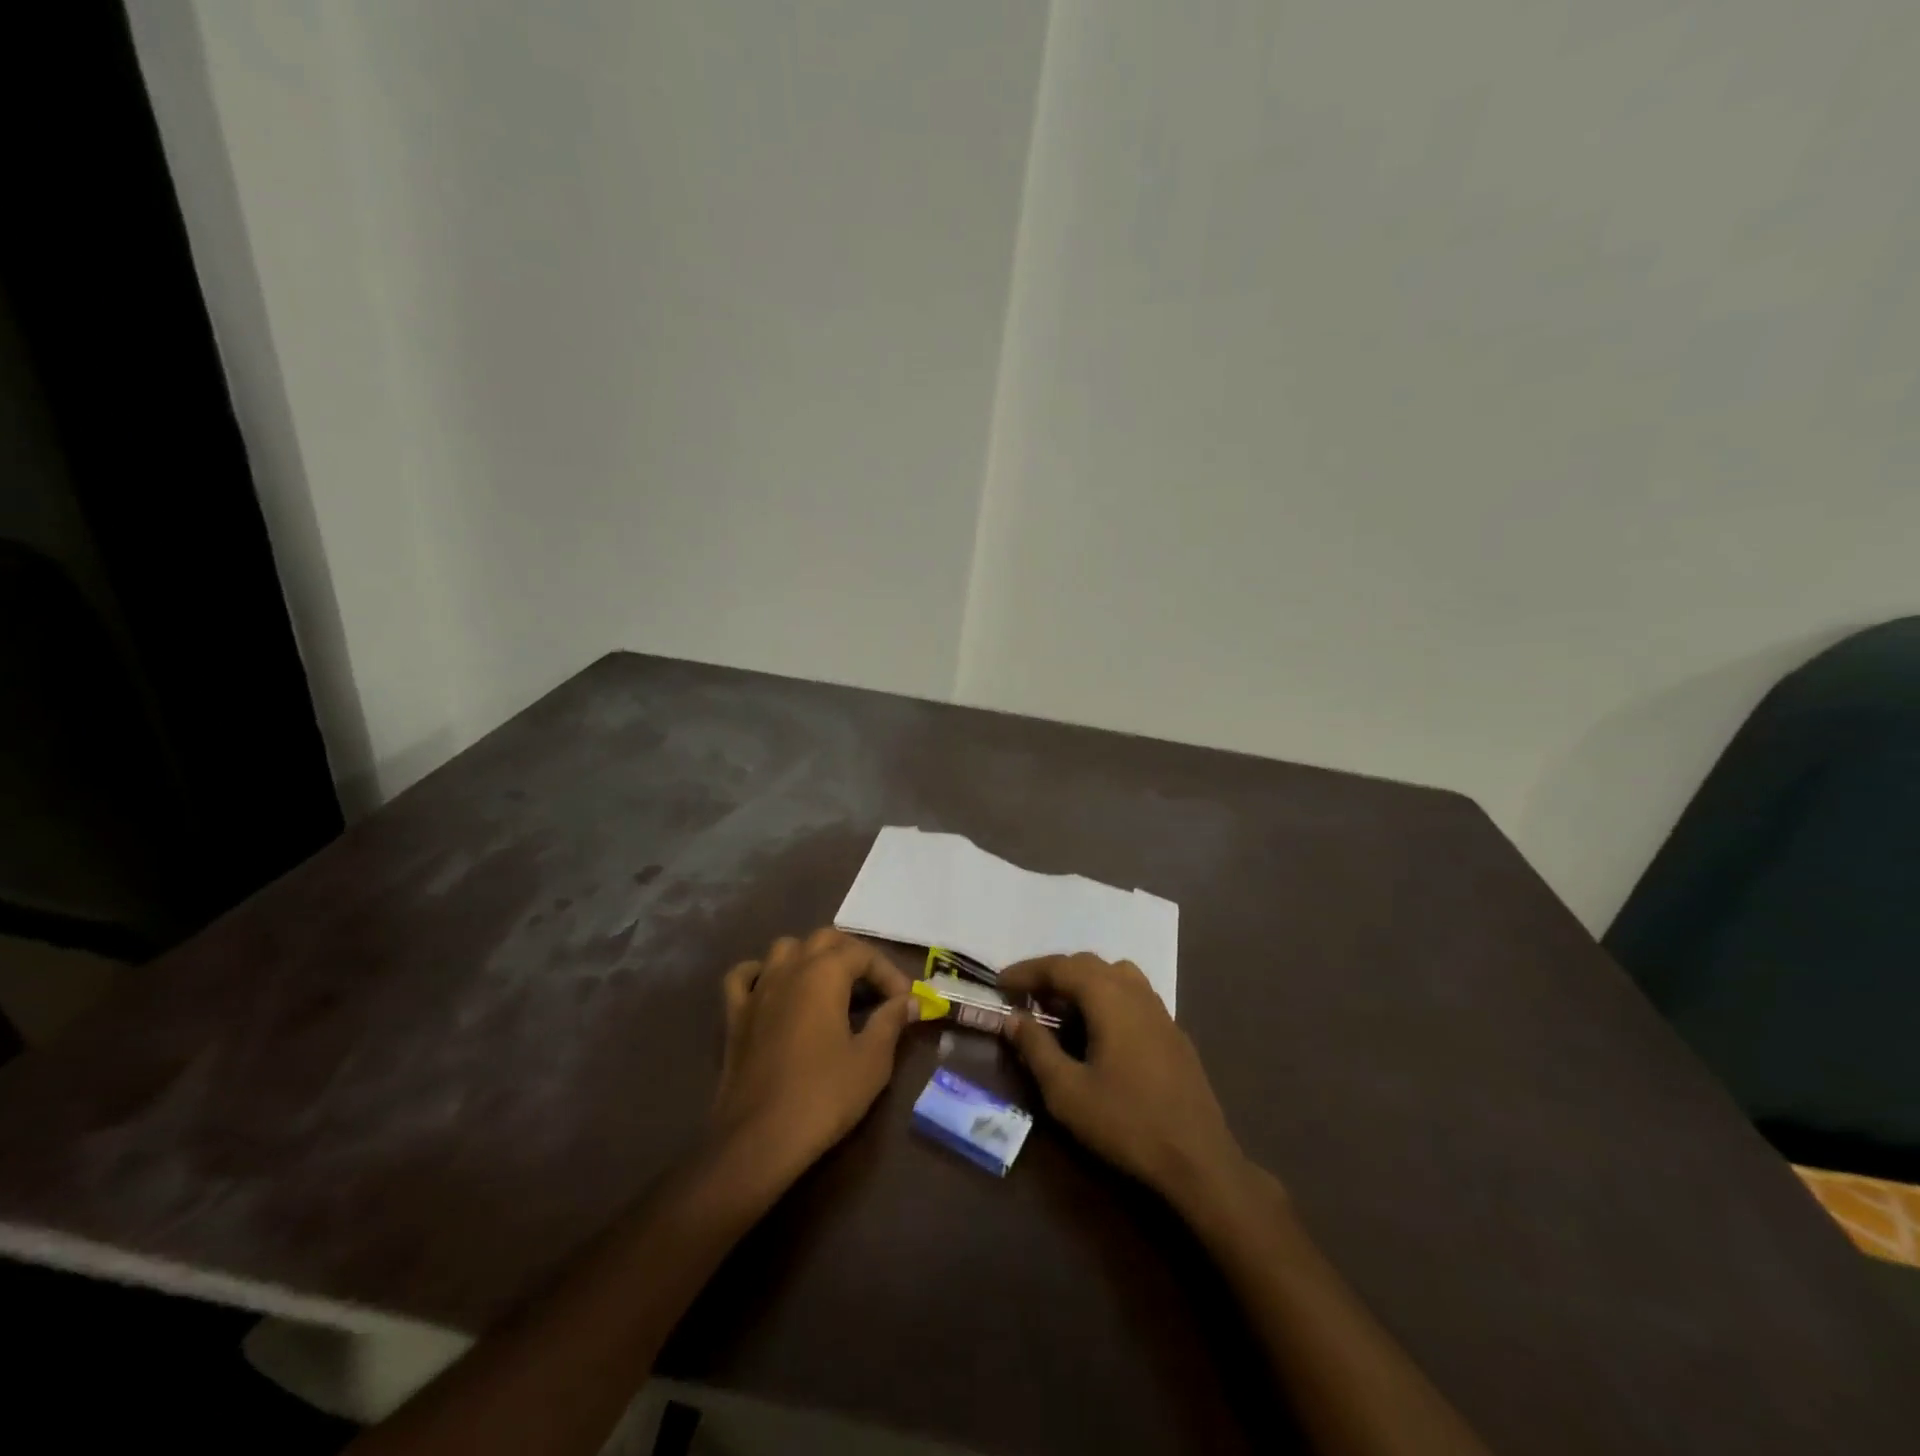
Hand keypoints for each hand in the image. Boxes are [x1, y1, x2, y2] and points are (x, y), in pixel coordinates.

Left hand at [710, 928, 917, 1184]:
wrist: (759, 1140)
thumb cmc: (823, 1096)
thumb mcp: (871, 1060)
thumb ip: (891, 1021)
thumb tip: (910, 1001)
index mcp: (824, 973)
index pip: (863, 953)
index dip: (888, 973)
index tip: (905, 1001)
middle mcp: (789, 969)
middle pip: (824, 939)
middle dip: (853, 955)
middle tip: (874, 987)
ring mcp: (757, 990)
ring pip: (785, 949)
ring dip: (810, 957)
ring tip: (830, 985)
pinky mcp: (734, 1015)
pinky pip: (745, 976)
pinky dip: (762, 973)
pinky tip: (774, 988)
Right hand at [1000, 953, 1263, 1215]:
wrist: (1199, 1160)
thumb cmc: (1126, 1123)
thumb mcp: (1067, 1092)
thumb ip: (1036, 1048)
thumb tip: (1013, 1018)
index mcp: (1108, 997)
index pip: (1060, 967)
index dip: (1027, 971)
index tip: (999, 984)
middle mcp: (1136, 991)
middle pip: (1087, 964)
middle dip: (1052, 974)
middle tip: (1025, 996)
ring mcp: (1159, 1010)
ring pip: (1114, 975)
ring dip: (1082, 982)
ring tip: (1060, 1009)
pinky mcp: (1172, 1031)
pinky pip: (1132, 995)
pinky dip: (1105, 997)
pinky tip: (1098, 1031)